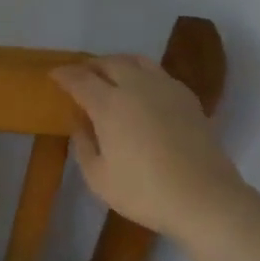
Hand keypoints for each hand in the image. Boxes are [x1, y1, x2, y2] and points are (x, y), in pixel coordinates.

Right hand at [51, 55, 245, 238]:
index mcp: (109, 104)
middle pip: (108, 63)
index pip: (80, 79)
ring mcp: (165, 88)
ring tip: (110, 75)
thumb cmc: (145, 192)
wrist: (205, 199)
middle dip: (90, 66)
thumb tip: (79, 122)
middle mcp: (135, 87)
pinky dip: (142, 74)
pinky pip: (158, 73)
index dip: (64, 75)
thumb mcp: (99, 178)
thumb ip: (83, 145)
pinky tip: (142, 90)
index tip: (54, 76)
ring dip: (117, 63)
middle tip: (81, 75)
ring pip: (136, 61)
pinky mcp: (187, 98)